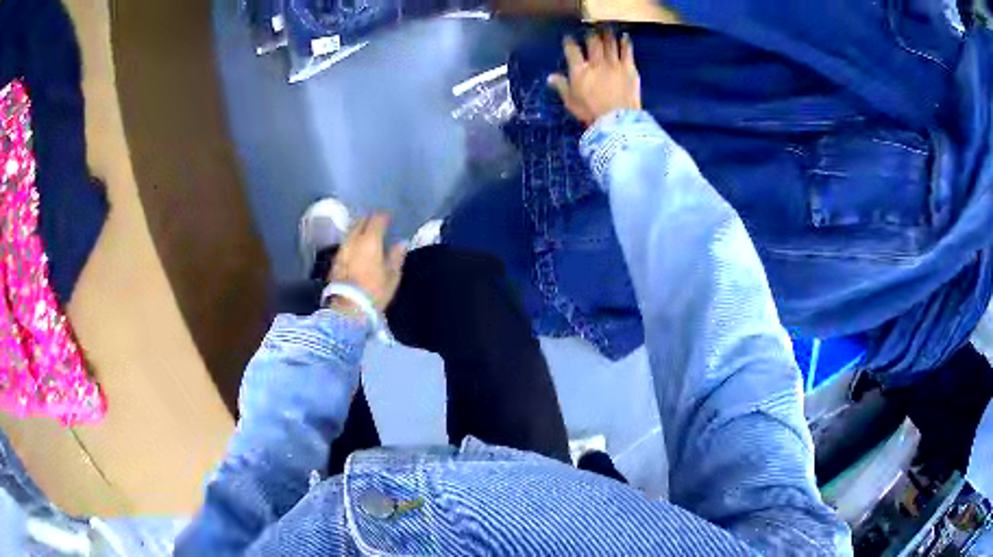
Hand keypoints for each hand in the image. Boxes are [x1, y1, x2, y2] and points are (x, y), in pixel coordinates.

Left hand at [328, 213, 406, 311]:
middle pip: (360, 222)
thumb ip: (396, 256)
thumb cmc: (374, 291)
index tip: (389, 219)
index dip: (384, 217)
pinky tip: (355, 250)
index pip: (377, 220)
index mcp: (370, 240)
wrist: (348, 309)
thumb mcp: (392, 276)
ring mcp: (341, 250)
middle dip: (368, 220)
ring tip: (366, 236)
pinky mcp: (334, 262)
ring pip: (350, 233)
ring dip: (358, 231)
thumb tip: (401, 243)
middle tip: (377, 225)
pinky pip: (345, 245)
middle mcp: (353, 240)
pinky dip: (351, 244)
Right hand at [548, 31, 641, 125]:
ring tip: (606, 30)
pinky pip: (626, 51)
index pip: (572, 50)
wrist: (618, 119)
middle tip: (590, 32)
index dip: (569, 42)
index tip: (568, 38)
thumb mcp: (571, 101)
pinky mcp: (629, 68)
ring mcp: (614, 64)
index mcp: (579, 70)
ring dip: (607, 35)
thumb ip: (561, 86)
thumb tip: (550, 76)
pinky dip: (625, 43)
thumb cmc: (591, 112)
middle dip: (590, 36)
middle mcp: (596, 63)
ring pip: (609, 44)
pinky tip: (625, 37)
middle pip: (592, 43)